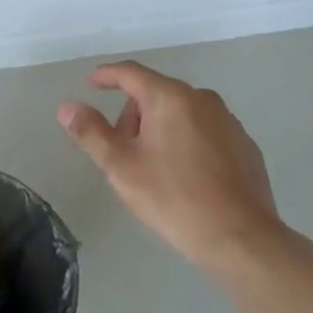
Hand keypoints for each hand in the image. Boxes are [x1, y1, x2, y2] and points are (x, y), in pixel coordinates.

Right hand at [59, 61, 280, 267]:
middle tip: (122, 149)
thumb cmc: (174, 198)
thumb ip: (91, 132)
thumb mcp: (122, 167)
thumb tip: (67, 107)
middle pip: (156, 93)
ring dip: (161, 128)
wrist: (243, 239)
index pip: (131, 73)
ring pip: (182, 112)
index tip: (91, 83)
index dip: (107, 75)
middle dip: (134, 114)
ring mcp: (228, 121)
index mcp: (169, 97)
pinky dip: (188, 141)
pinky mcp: (245, 145)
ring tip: (154, 167)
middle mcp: (201, 99)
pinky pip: (205, 131)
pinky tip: (186, 176)